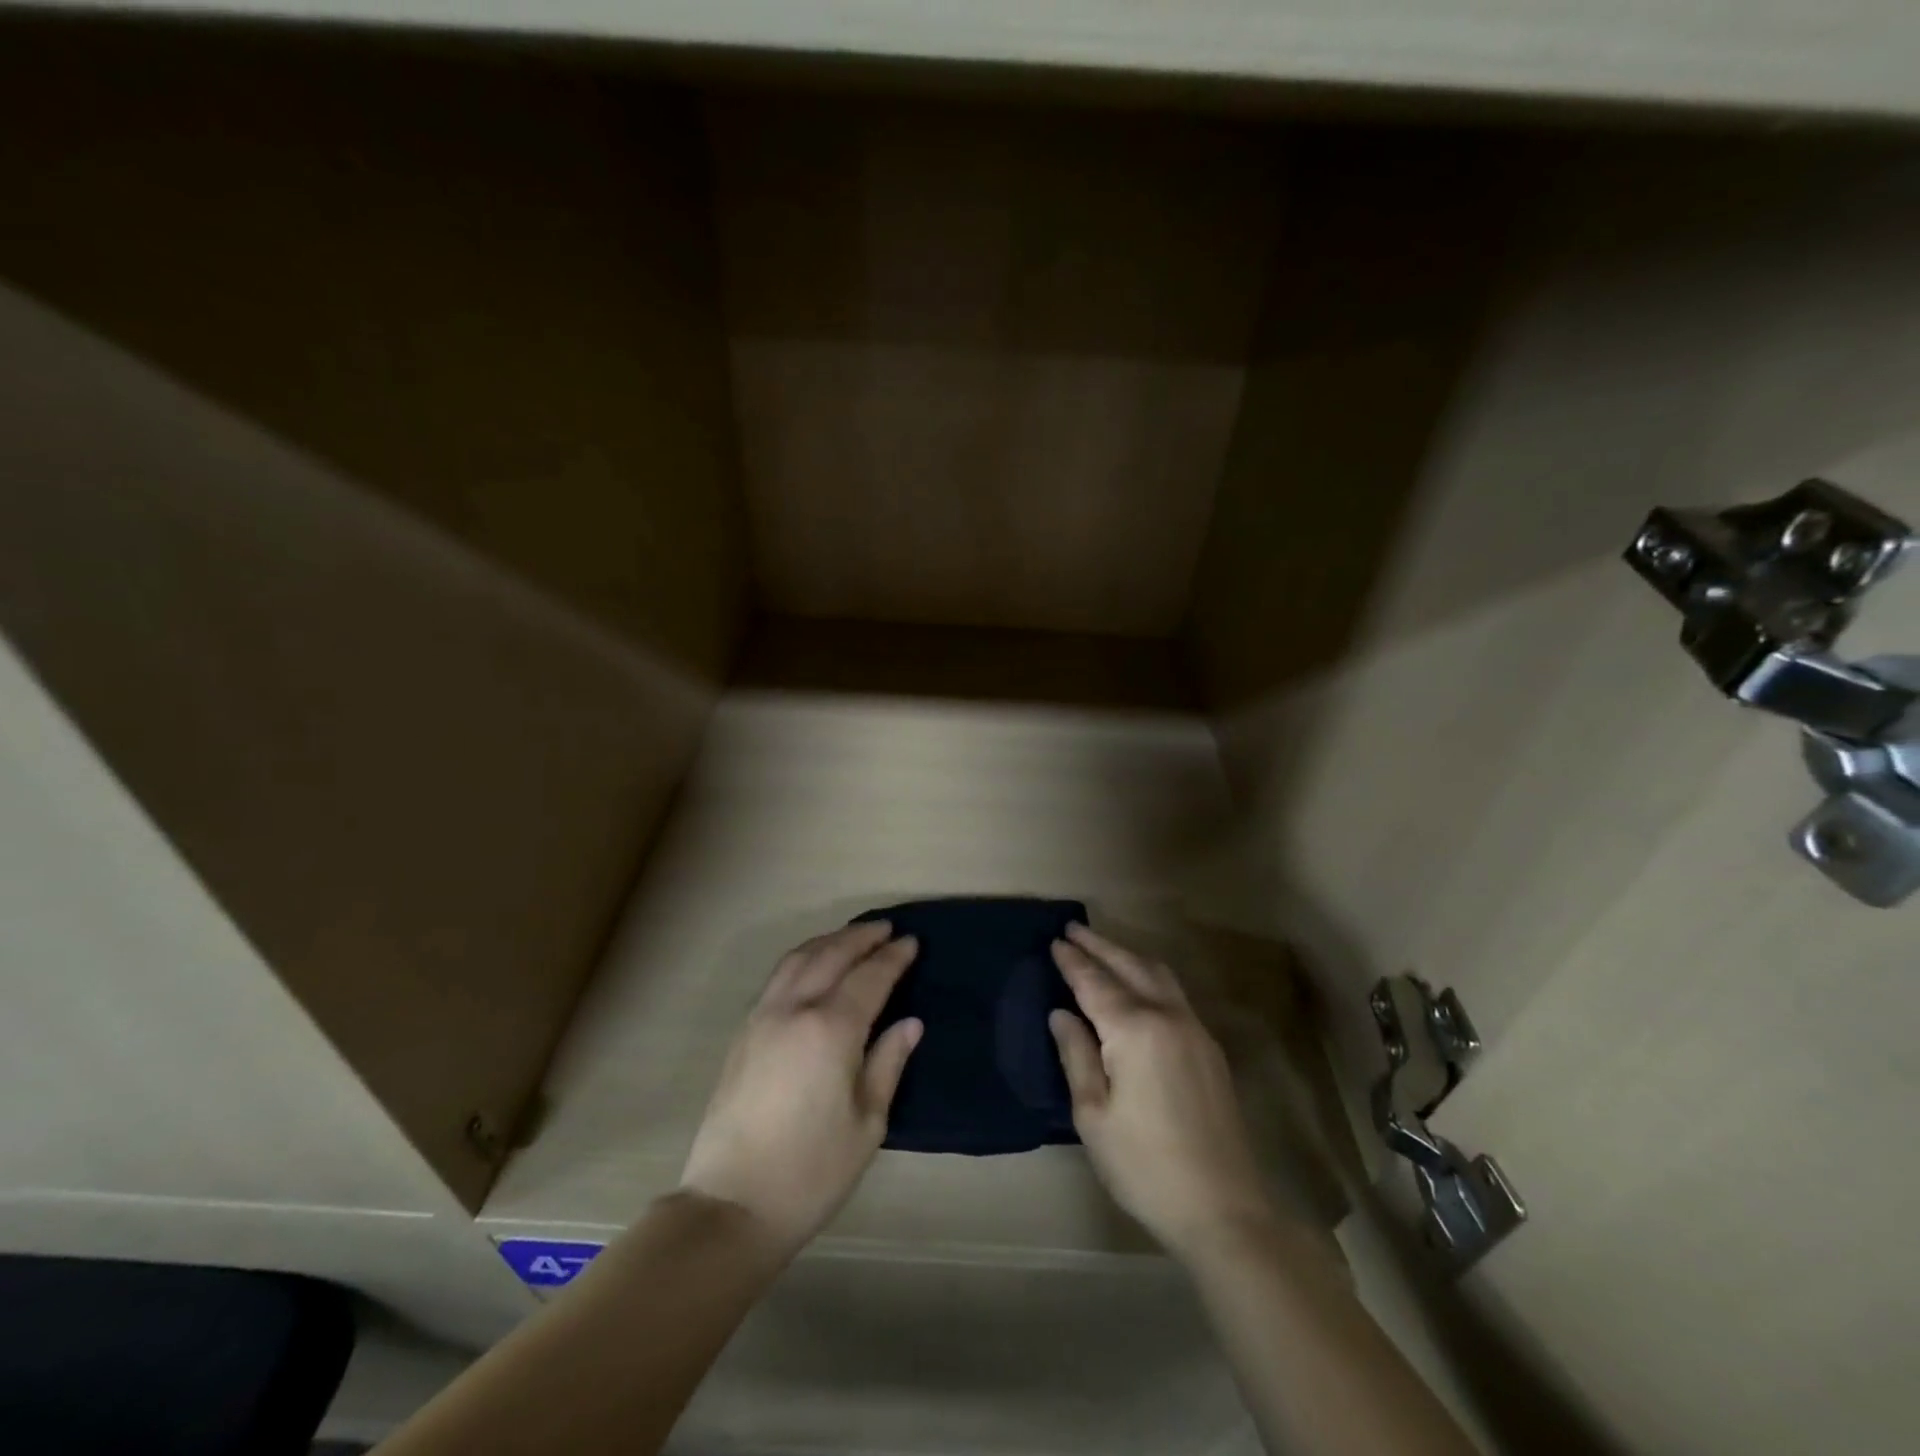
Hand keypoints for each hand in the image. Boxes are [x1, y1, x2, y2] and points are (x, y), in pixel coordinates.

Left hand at [679, 922, 921, 1257]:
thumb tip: (910, 1023)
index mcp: (831, 1030)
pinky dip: (802, 957)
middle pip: (831, 955)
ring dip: (829, 941)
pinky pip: (778, 976)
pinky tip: (812, 965)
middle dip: (861, 937)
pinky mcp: (743, 1032)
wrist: (732, 1204)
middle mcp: (795, 1010)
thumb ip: (888, 1063)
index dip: (893, 957)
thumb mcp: (867, 1123)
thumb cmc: (812, 1171)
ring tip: (852, 937)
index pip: (869, 977)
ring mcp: (763, 1017)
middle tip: (886, 928)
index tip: (912, 942)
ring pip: (799, 958)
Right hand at [1049, 924, 1275, 1260]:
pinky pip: (1173, 992)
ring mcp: (1194, 1029)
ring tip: (1102, 947)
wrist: (1224, 1208)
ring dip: (1126, 955)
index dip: (1073, 962)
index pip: (1095, 983)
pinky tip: (1137, 983)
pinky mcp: (1208, 1047)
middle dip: (1099, 945)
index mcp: (1134, 1029)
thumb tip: (1061, 1014)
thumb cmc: (1144, 1165)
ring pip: (1157, 974)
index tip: (1054, 941)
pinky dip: (1148, 975)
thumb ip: (1076, 1055)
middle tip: (1073, 929)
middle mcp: (1167, 1016)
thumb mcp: (1093, 1114)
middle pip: (1129, 965)